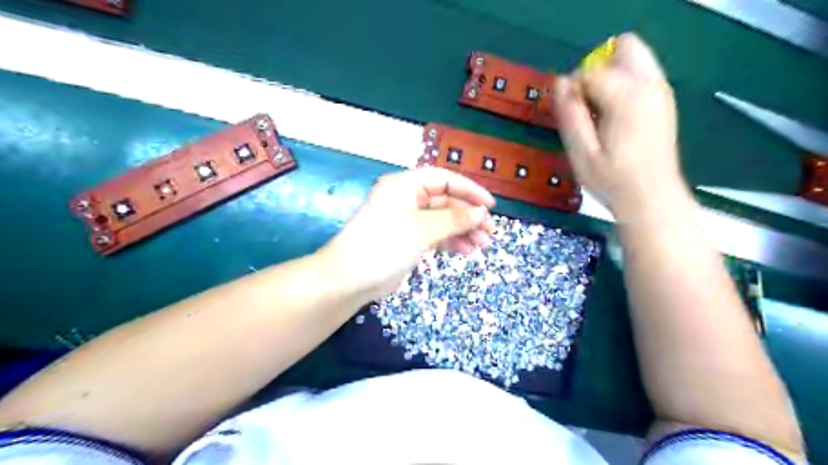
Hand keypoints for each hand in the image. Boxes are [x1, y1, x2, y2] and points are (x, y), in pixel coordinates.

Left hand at [322, 168, 490, 300]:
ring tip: (482, 245)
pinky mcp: (407, 240)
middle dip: (468, 216)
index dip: (469, 190)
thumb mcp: (422, 229)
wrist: (350, 279)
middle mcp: (406, 199)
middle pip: (445, 201)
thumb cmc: (384, 245)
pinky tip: (466, 251)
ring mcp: (407, 221)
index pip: (444, 179)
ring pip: (441, 220)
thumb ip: (454, 219)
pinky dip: (450, 242)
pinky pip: (434, 235)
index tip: (490, 206)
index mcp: (405, 185)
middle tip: (490, 231)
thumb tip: (482, 212)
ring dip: (462, 231)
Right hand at [555, 32, 686, 218]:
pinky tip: (614, 115)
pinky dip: (623, 83)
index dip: (573, 89)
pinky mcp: (664, 100)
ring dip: (611, 74)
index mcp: (627, 98)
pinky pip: (642, 73)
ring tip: (600, 111)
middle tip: (587, 103)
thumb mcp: (581, 153)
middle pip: (623, 47)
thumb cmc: (612, 181)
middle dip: (598, 67)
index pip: (592, 71)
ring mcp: (661, 91)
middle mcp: (650, 86)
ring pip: (634, 57)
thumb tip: (560, 83)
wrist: (652, 199)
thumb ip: (570, 115)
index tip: (570, 115)